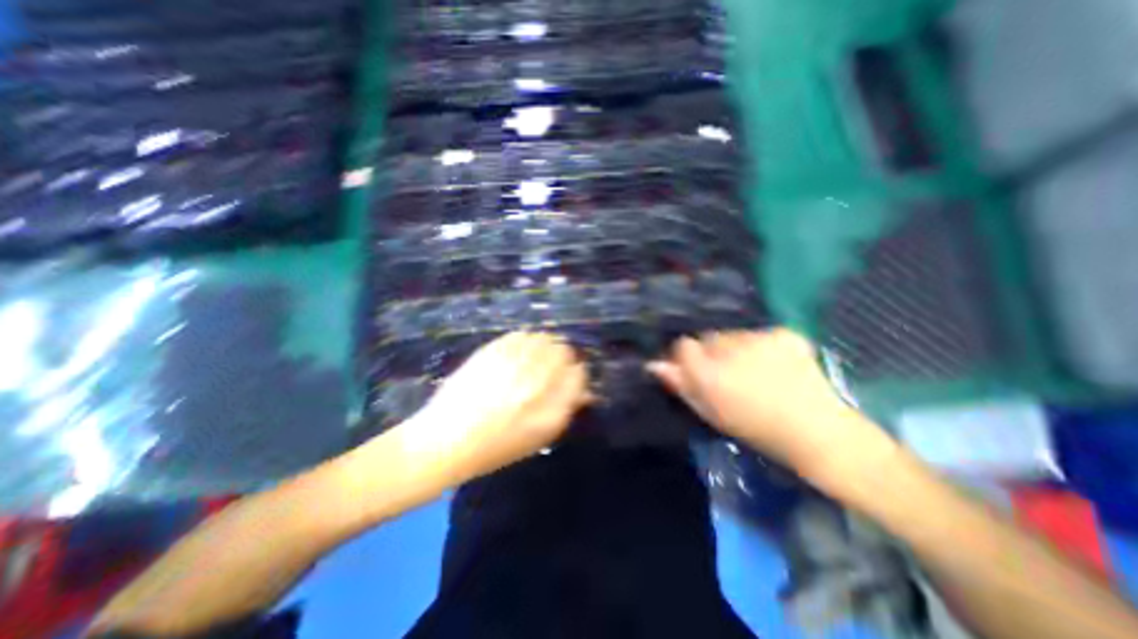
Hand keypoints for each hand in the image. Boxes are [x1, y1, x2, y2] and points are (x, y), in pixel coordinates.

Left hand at [399, 333, 589, 484]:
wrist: (446, 440)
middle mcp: (537, 382)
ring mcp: (514, 364)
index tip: (570, 375)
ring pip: (544, 338)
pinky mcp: (494, 351)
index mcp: (551, 409)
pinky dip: (525, 340)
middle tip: (551, 363)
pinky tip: (517, 351)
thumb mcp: (538, 438)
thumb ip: (564, 410)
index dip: (576, 373)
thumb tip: (582, 390)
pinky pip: (521, 335)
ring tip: (534, 356)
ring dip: (545, 345)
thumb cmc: (495, 448)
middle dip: (562, 356)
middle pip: (564, 352)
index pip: (579, 375)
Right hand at [643, 331, 894, 479]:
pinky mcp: (784, 333)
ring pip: (734, 335)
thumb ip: (681, 385)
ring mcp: (759, 338)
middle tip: (731, 374)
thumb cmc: (755, 429)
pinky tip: (778, 365)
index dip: (688, 357)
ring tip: (757, 371)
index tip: (698, 370)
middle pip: (709, 338)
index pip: (683, 345)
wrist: (817, 432)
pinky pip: (761, 333)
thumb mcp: (710, 412)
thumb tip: (654, 364)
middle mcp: (729, 349)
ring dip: (738, 348)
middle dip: (714, 352)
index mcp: (709, 373)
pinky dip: (764, 346)